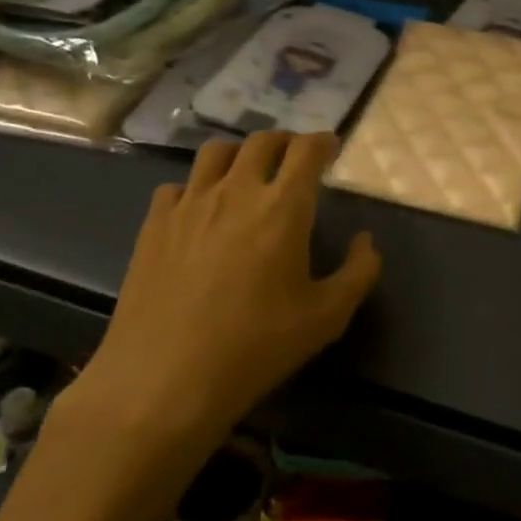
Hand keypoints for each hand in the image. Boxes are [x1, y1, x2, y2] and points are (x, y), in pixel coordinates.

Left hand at [64, 133, 379, 476]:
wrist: (165, 380)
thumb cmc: (256, 347)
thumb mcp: (328, 317)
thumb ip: (360, 272)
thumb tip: (366, 241)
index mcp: (283, 207)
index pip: (307, 150)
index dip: (323, 141)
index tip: (331, 147)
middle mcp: (236, 191)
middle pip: (262, 141)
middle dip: (285, 141)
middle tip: (295, 157)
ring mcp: (189, 205)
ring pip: (215, 153)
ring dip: (240, 153)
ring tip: (247, 172)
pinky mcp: (153, 225)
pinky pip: (177, 186)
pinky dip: (196, 187)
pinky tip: (200, 210)